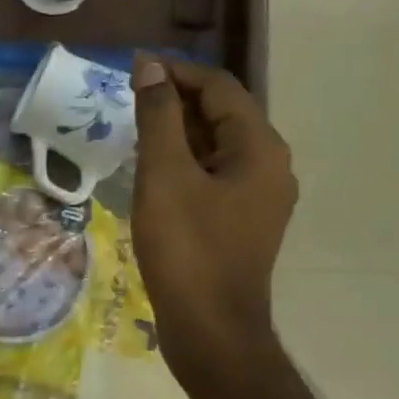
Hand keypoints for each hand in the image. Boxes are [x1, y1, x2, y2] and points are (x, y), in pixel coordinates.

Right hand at [131, 56, 296, 392]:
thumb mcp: (165, 176)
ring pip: (217, 146)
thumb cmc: (187, 249)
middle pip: (223, 114)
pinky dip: (185, 162)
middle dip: (176, 100)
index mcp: (260, 148)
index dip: (176, 72)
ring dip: (178, 132)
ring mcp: (259, 198)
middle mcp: (270, 166)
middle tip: (128, 99)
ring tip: (134, 130)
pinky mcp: (243, 222)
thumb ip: (158, 117)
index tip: (133, 69)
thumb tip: (151, 68)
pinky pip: (214, 175)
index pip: (220, 88)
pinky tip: (153, 171)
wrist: (211, 330)